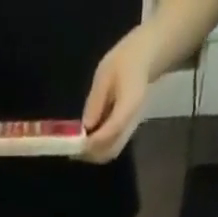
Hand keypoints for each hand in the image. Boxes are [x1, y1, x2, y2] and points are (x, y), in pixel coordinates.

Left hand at [82, 26, 158, 161]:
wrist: (143, 60)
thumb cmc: (123, 61)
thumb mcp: (105, 73)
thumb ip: (95, 100)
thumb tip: (85, 127)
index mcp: (130, 103)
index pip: (113, 129)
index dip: (95, 140)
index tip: (78, 144)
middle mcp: (132, 122)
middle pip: (111, 149)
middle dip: (91, 153)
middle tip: (73, 150)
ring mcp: (130, 130)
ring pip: (111, 152)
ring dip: (93, 155)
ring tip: (77, 148)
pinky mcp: (126, 133)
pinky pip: (111, 148)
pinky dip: (98, 151)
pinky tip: (87, 144)